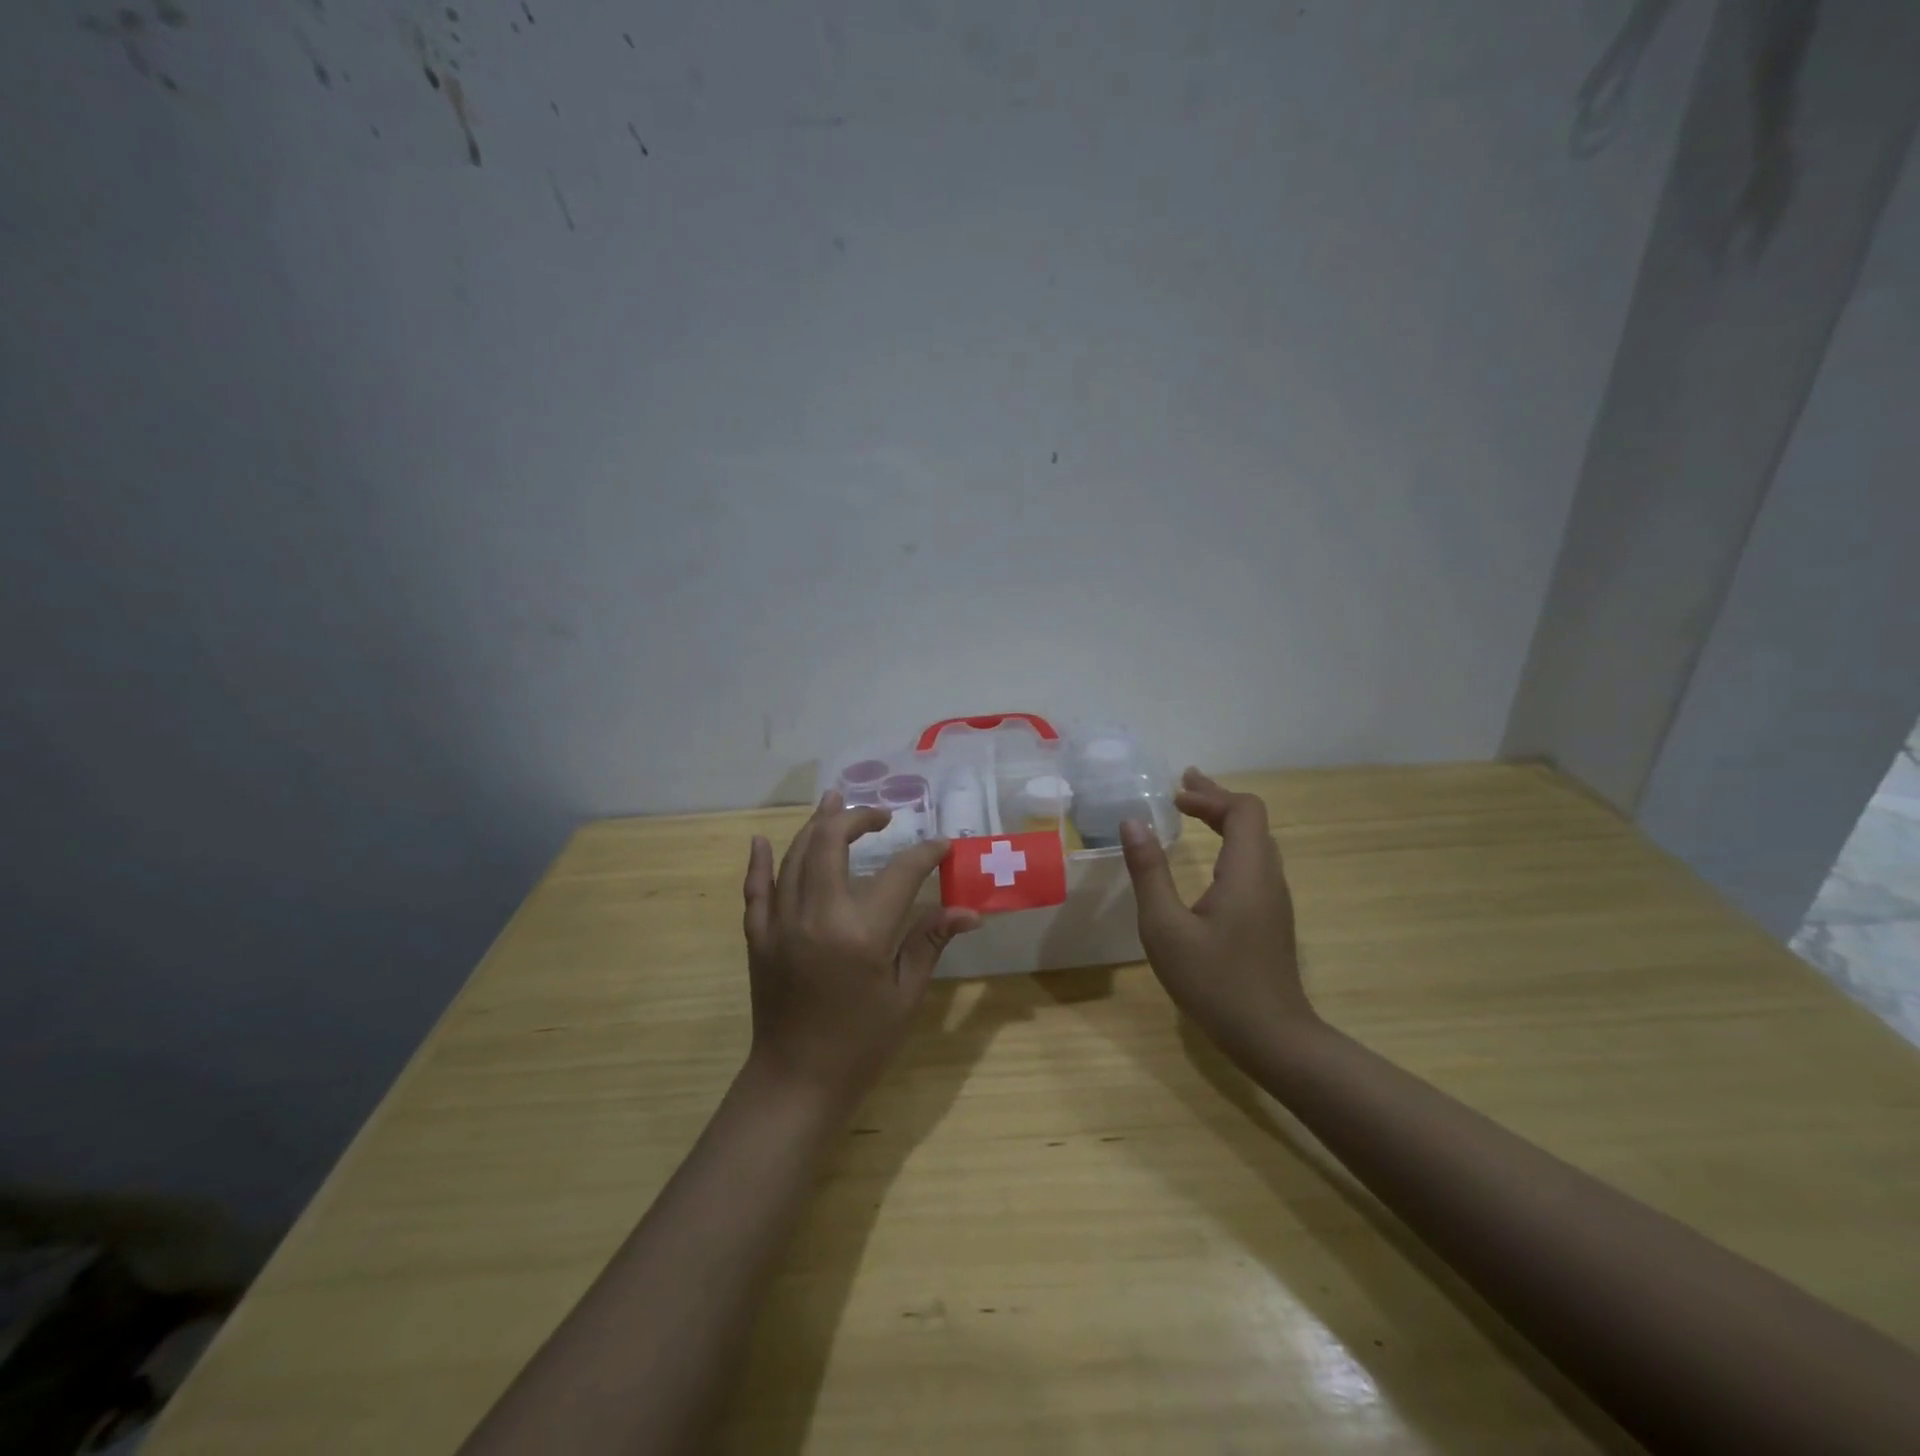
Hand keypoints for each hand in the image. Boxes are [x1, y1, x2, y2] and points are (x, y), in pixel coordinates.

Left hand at [741, 791, 978, 1109]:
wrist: (797, 1083)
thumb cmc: (861, 1044)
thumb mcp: (905, 995)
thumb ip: (929, 942)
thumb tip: (969, 912)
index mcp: (861, 932)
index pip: (900, 873)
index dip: (926, 853)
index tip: (942, 845)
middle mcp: (817, 915)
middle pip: (831, 842)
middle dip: (858, 818)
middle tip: (881, 817)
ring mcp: (781, 923)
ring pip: (795, 855)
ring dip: (816, 825)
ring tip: (835, 803)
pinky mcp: (758, 937)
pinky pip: (755, 889)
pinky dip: (759, 862)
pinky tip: (764, 841)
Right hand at [1119, 769, 1315, 1065]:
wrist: (1271, 1037)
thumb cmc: (1214, 982)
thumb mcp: (1166, 927)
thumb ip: (1149, 872)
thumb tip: (1133, 822)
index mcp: (1246, 872)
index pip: (1243, 811)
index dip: (1210, 795)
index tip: (1174, 797)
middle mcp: (1267, 878)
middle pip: (1251, 821)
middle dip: (1215, 800)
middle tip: (1181, 788)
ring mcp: (1273, 900)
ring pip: (1255, 843)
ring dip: (1224, 822)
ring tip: (1192, 813)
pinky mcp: (1271, 918)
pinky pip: (1254, 864)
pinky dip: (1229, 845)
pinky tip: (1208, 861)